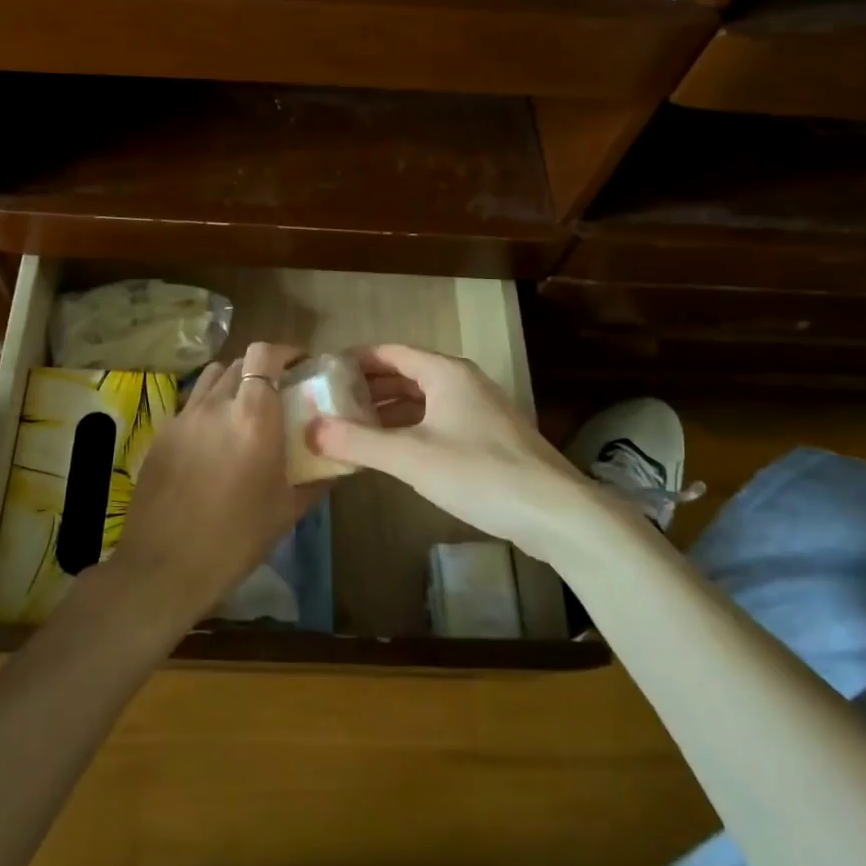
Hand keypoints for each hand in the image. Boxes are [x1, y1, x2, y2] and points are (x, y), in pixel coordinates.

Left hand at [106, 341, 314, 630]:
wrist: (164, 566)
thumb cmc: (235, 539)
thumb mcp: (286, 511)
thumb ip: (315, 479)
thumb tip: (336, 461)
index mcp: (253, 417)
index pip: (264, 354)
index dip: (284, 351)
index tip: (301, 365)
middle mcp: (216, 405)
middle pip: (239, 362)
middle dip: (262, 369)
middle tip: (278, 393)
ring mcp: (184, 417)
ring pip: (212, 378)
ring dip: (233, 383)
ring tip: (245, 411)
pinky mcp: (162, 434)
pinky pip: (192, 405)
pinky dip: (210, 407)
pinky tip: (215, 441)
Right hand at [309, 344, 601, 561]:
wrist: (555, 512)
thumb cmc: (479, 473)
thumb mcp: (411, 457)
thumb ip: (358, 441)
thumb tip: (310, 429)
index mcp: (445, 372)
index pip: (389, 352)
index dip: (354, 361)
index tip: (322, 375)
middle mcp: (462, 381)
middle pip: (405, 374)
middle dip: (367, 389)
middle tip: (329, 405)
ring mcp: (478, 410)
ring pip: (421, 400)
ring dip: (387, 412)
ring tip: (351, 429)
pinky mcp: (488, 437)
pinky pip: (437, 421)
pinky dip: (409, 429)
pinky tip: (391, 452)